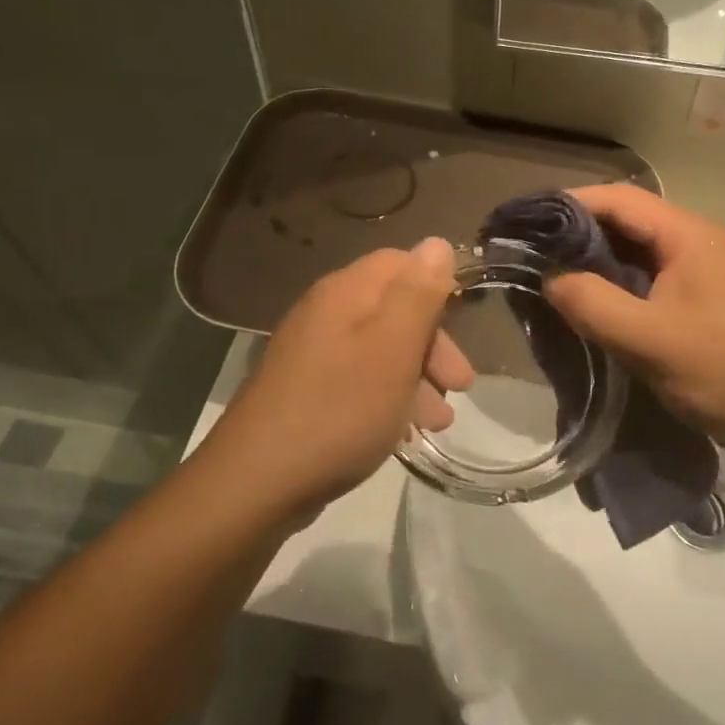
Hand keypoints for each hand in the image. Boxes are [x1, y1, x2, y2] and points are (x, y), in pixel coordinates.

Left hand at [198, 240, 473, 520]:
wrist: (259, 481)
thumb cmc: (340, 409)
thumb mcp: (393, 348)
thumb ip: (418, 294)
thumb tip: (438, 243)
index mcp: (345, 292)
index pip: (400, 262)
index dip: (437, 287)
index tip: (465, 323)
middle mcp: (326, 313)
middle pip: (393, 309)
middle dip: (434, 343)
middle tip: (460, 383)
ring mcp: (313, 353)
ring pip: (381, 350)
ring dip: (418, 377)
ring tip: (440, 420)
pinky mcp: (308, 391)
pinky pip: (361, 380)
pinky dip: (390, 398)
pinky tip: (406, 431)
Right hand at [542, 185, 724, 448]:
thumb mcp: (649, 340)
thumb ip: (592, 304)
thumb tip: (549, 278)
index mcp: (687, 236)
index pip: (618, 198)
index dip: (569, 204)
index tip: (526, 222)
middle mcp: (694, 243)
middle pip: (626, 221)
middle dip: (577, 233)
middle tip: (530, 253)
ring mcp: (701, 274)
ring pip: (636, 253)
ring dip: (595, 262)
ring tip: (550, 278)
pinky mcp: (702, 303)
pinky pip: (649, 281)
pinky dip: (616, 286)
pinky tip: (591, 307)